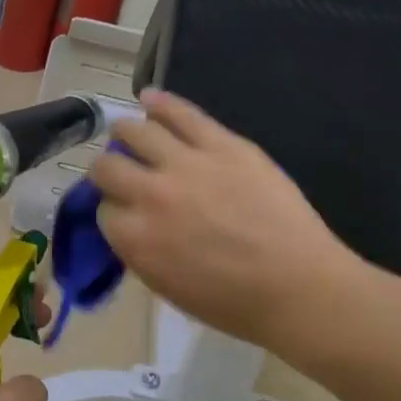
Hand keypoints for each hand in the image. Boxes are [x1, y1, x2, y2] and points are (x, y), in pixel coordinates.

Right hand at [92, 89, 371, 348]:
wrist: (297, 286)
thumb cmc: (232, 302)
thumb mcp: (166, 285)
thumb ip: (140, 249)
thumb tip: (132, 223)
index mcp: (135, 238)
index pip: (102, 210)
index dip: (112, 209)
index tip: (123, 210)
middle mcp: (150, 195)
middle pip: (107, 168)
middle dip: (108, 170)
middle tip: (119, 172)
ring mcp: (186, 164)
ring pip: (136, 132)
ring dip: (126, 133)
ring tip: (129, 133)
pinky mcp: (222, 144)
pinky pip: (181, 113)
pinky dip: (160, 103)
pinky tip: (149, 98)